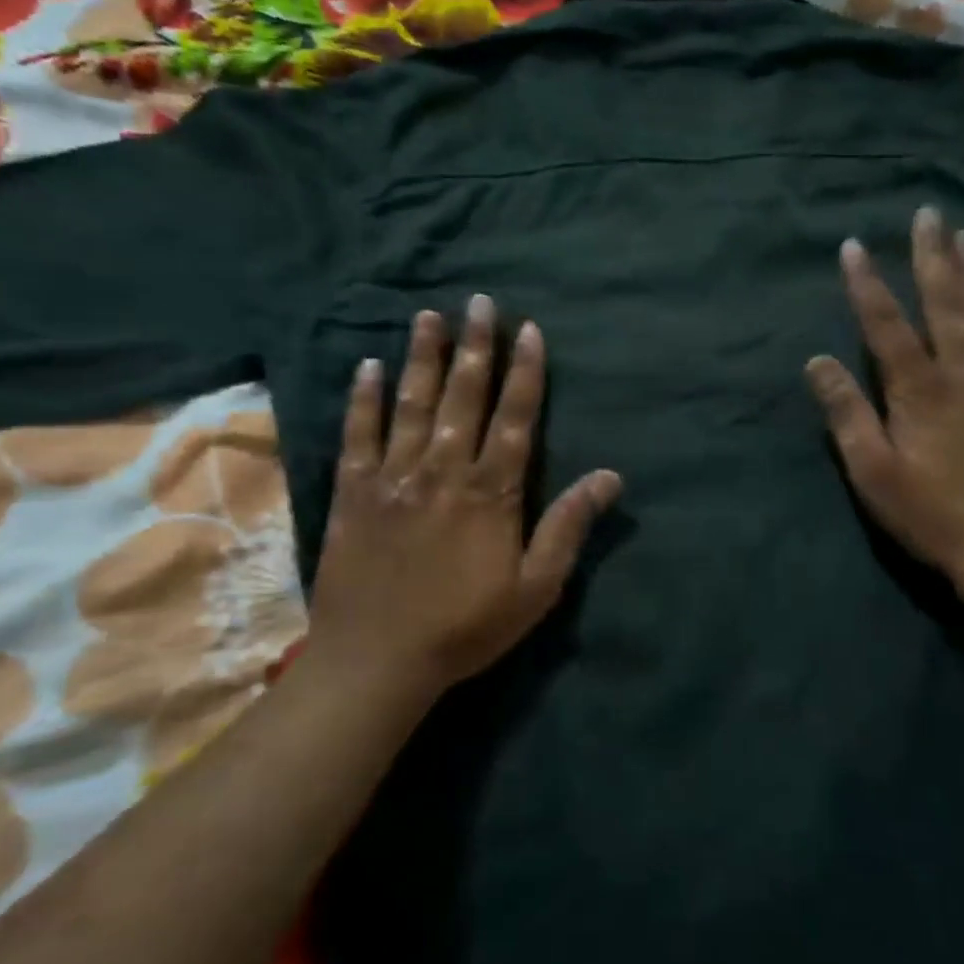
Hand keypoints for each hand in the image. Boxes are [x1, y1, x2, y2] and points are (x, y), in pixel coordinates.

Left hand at [299, 297, 621, 706]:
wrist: (377, 661)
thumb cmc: (466, 627)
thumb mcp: (536, 588)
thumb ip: (568, 527)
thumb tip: (610, 477)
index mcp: (490, 493)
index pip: (514, 418)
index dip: (524, 372)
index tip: (528, 331)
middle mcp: (443, 471)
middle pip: (464, 398)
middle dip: (476, 347)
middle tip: (480, 302)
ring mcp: (393, 478)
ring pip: (412, 405)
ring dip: (423, 358)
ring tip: (429, 316)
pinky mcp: (353, 493)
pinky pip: (358, 435)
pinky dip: (363, 399)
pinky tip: (367, 367)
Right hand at [805, 206, 963, 589]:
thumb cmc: (931, 513)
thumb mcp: (872, 472)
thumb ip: (846, 414)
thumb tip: (817, 362)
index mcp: (920, 389)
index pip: (886, 324)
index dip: (866, 284)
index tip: (853, 246)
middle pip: (945, 304)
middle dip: (932, 257)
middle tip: (928, 213)